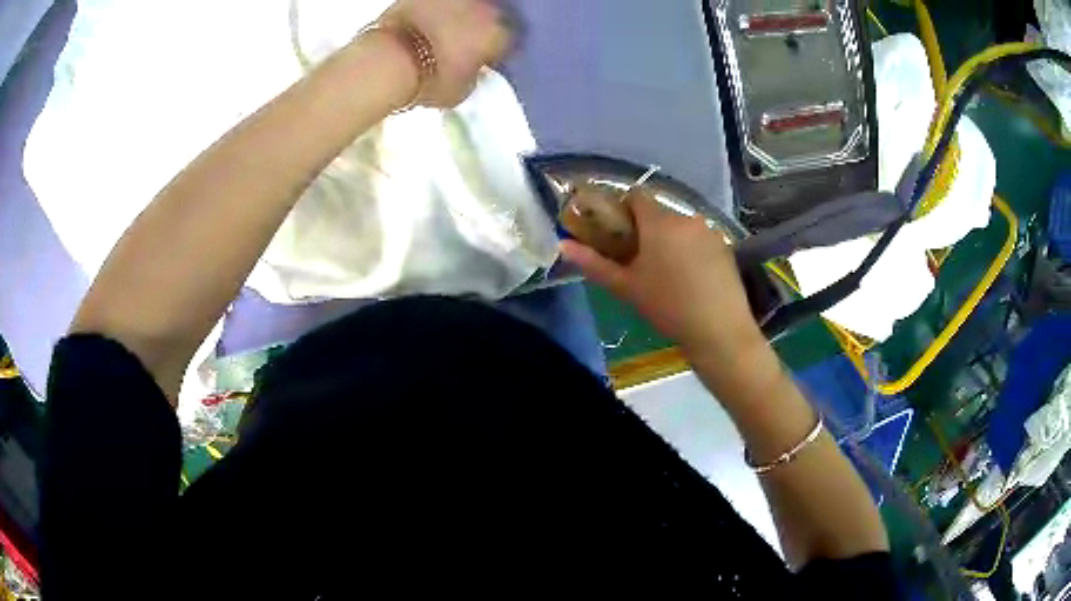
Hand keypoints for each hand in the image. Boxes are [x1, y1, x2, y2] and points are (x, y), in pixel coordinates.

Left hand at [380, 0, 511, 107]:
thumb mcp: (460, 92)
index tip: (484, 60)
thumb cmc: (428, 79)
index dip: (495, 51)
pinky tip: (425, 23)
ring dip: (461, 15)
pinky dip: (435, 11)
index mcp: (499, 33)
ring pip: (467, 5)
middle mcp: (485, 8)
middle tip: (462, 45)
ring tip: (443, 31)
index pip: (508, 41)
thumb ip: (475, 77)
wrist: (389, 59)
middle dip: (480, 28)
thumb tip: (473, 71)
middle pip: (490, 17)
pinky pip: (439, 3)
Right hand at [561, 190, 763, 356]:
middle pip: (659, 213)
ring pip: (680, 227)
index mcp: (658, 222)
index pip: (636, 196)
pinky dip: (691, 250)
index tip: (618, 235)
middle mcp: (685, 217)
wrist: (719, 330)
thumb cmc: (667, 307)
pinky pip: (700, 239)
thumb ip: (594, 263)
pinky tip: (693, 279)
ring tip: (669, 274)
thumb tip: (563, 245)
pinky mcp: (725, 246)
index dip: (623, 210)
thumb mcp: (626, 287)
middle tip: (640, 262)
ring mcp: (709, 231)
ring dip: (670, 241)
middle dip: (647, 230)